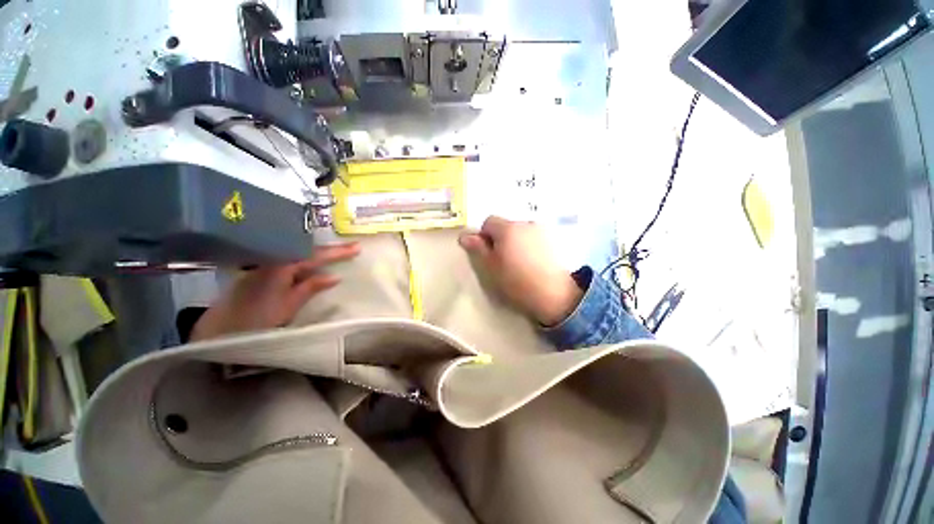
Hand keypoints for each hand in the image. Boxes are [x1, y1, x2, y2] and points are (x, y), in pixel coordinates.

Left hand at [191, 243, 360, 340]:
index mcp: (282, 267)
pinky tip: (315, 262)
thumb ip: (310, 288)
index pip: (315, 255)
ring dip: (320, 253)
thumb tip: (335, 276)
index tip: (357, 248)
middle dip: (331, 249)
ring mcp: (267, 264)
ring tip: (339, 253)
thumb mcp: (288, 306)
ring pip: (299, 253)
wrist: (218, 330)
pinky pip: (291, 259)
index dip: (338, 252)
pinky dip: (307, 259)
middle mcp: (273, 260)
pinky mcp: (263, 271)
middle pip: (308, 250)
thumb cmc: (255, 320)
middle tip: (352, 248)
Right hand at [459, 216, 581, 325]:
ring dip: (515, 242)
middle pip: (506, 225)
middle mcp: (525, 224)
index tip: (488, 254)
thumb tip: (464, 236)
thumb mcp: (490, 267)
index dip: (484, 236)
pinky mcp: (552, 241)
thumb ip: (478, 248)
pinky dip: (528, 246)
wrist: (552, 294)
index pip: (489, 222)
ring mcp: (541, 231)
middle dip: (500, 239)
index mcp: (507, 228)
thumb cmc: (515, 281)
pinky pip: (533, 238)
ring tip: (519, 263)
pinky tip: (532, 263)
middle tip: (502, 260)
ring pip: (520, 232)